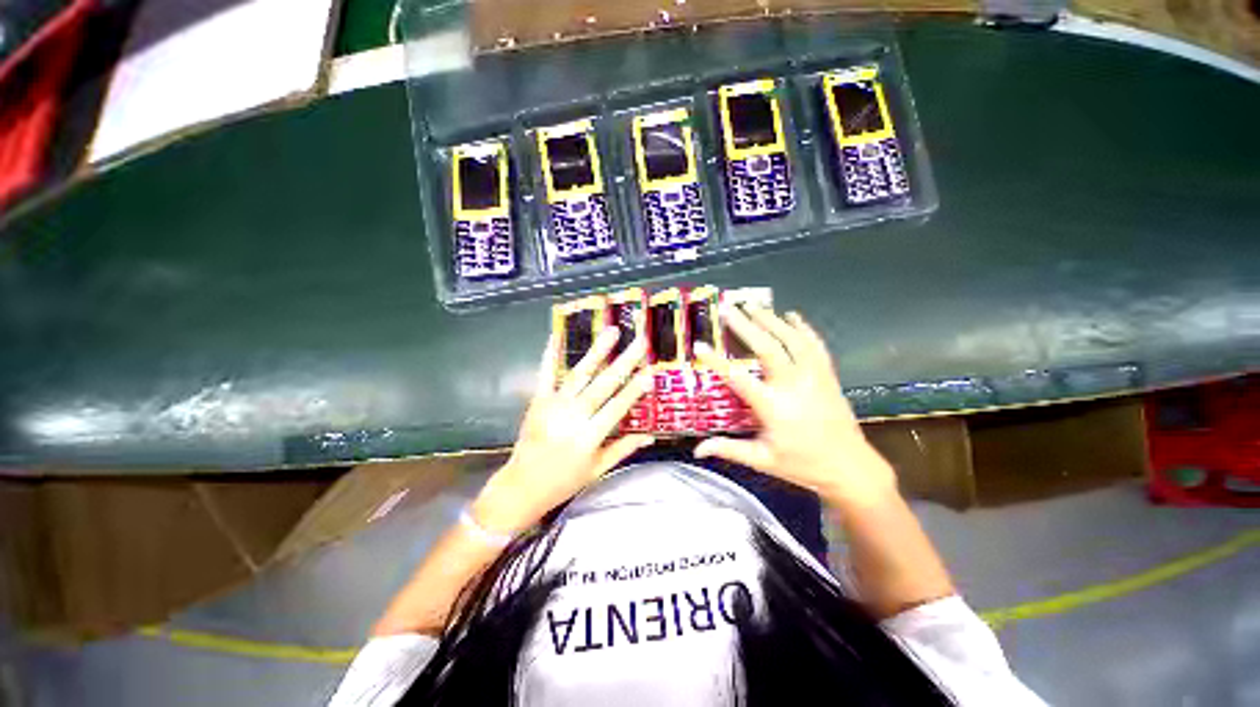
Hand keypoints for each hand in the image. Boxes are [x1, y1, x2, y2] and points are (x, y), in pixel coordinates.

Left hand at [472, 325, 653, 533]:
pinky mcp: (537, 400)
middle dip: (624, 362)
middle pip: (602, 385)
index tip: (650, 372)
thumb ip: (623, 449)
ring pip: (579, 374)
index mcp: (588, 437)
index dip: (635, 390)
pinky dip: (550, 354)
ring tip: (611, 331)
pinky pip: (546, 374)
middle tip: (640, 343)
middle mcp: (572, 417)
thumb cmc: (563, 481)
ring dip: (596, 351)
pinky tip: (557, 335)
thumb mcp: (597, 470)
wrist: (521, 486)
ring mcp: (552, 405)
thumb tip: (650, 435)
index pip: (617, 408)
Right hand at [693, 305, 896, 508]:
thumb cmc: (803, 465)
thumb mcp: (763, 460)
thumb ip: (729, 449)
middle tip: (728, 308)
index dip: (716, 361)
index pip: (738, 378)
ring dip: (771, 320)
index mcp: (773, 406)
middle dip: (746, 326)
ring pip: (792, 340)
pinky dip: (803, 328)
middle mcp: (794, 385)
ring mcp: (815, 377)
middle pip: (767, 348)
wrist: (852, 468)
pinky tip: (792, 315)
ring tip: (753, 305)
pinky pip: (815, 345)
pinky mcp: (828, 375)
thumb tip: (698, 449)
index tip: (699, 345)